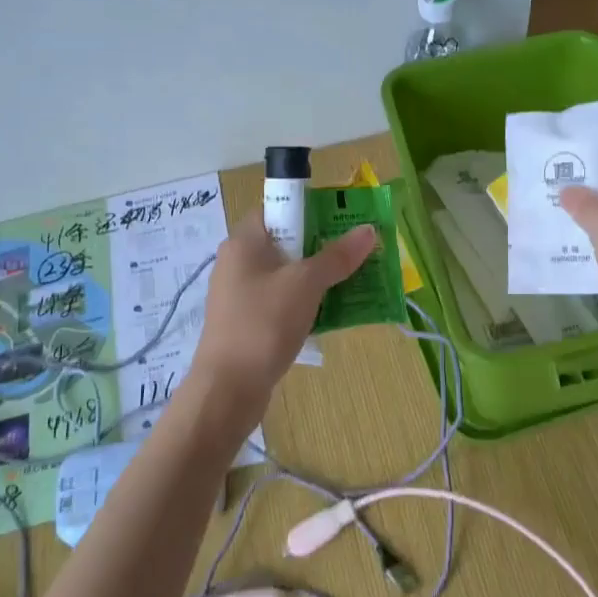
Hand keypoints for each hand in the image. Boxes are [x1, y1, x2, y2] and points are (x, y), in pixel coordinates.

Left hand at [192, 212, 378, 406]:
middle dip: (323, 247)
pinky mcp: (247, 322)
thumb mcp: (305, 284)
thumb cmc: (264, 324)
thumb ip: (337, 256)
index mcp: (244, 242)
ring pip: (287, 275)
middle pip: (286, 242)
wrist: (228, 388)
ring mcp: (241, 294)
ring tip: (353, 283)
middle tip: (358, 254)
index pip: (277, 208)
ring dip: (319, 278)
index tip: (343, 222)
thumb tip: (369, 230)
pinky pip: (283, 301)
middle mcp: (238, 262)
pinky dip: (306, 303)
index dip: (310, 210)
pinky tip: (330, 314)